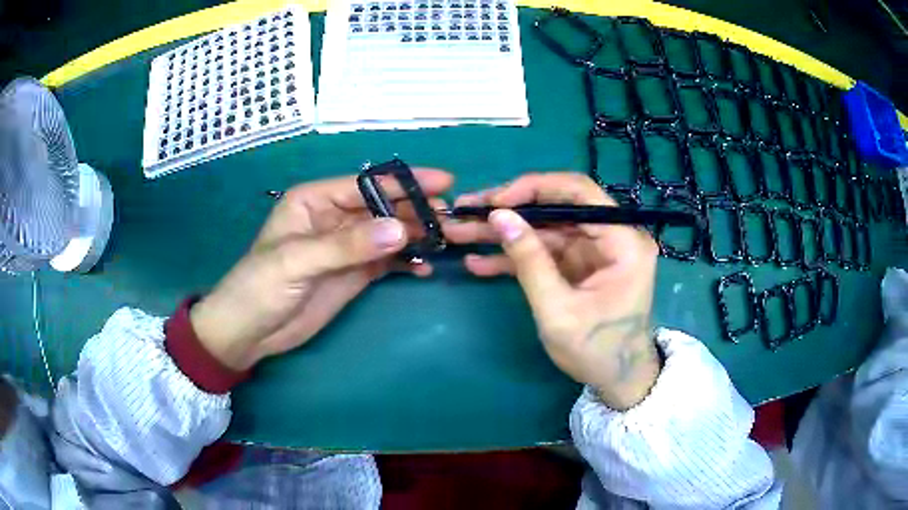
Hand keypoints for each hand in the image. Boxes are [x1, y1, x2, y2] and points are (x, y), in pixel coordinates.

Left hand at [190, 170, 453, 370]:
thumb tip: (400, 229)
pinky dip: (406, 262)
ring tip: (445, 241)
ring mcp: (346, 247)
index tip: (442, 182)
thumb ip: (347, 245)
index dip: (403, 182)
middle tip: (449, 217)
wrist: (250, 332)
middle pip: (382, 207)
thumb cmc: (261, 286)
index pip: (365, 185)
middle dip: (415, 209)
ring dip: (415, 236)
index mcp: (315, 201)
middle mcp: (333, 218)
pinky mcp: (353, 274)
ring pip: (388, 233)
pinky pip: (386, 261)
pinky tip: (425, 268)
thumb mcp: (298, 260)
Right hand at [445, 173, 660, 409]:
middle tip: (465, 212)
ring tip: (460, 233)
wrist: (617, 382)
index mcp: (623, 242)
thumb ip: (530, 261)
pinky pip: (545, 252)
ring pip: (545, 229)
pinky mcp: (579, 266)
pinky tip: (479, 262)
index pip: (580, 192)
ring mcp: (594, 251)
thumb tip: (499, 216)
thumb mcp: (559, 311)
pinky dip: (514, 257)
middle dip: (509, 211)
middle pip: (557, 209)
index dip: (535, 188)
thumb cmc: (597, 351)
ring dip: (504, 233)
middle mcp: (612, 237)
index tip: (495, 201)